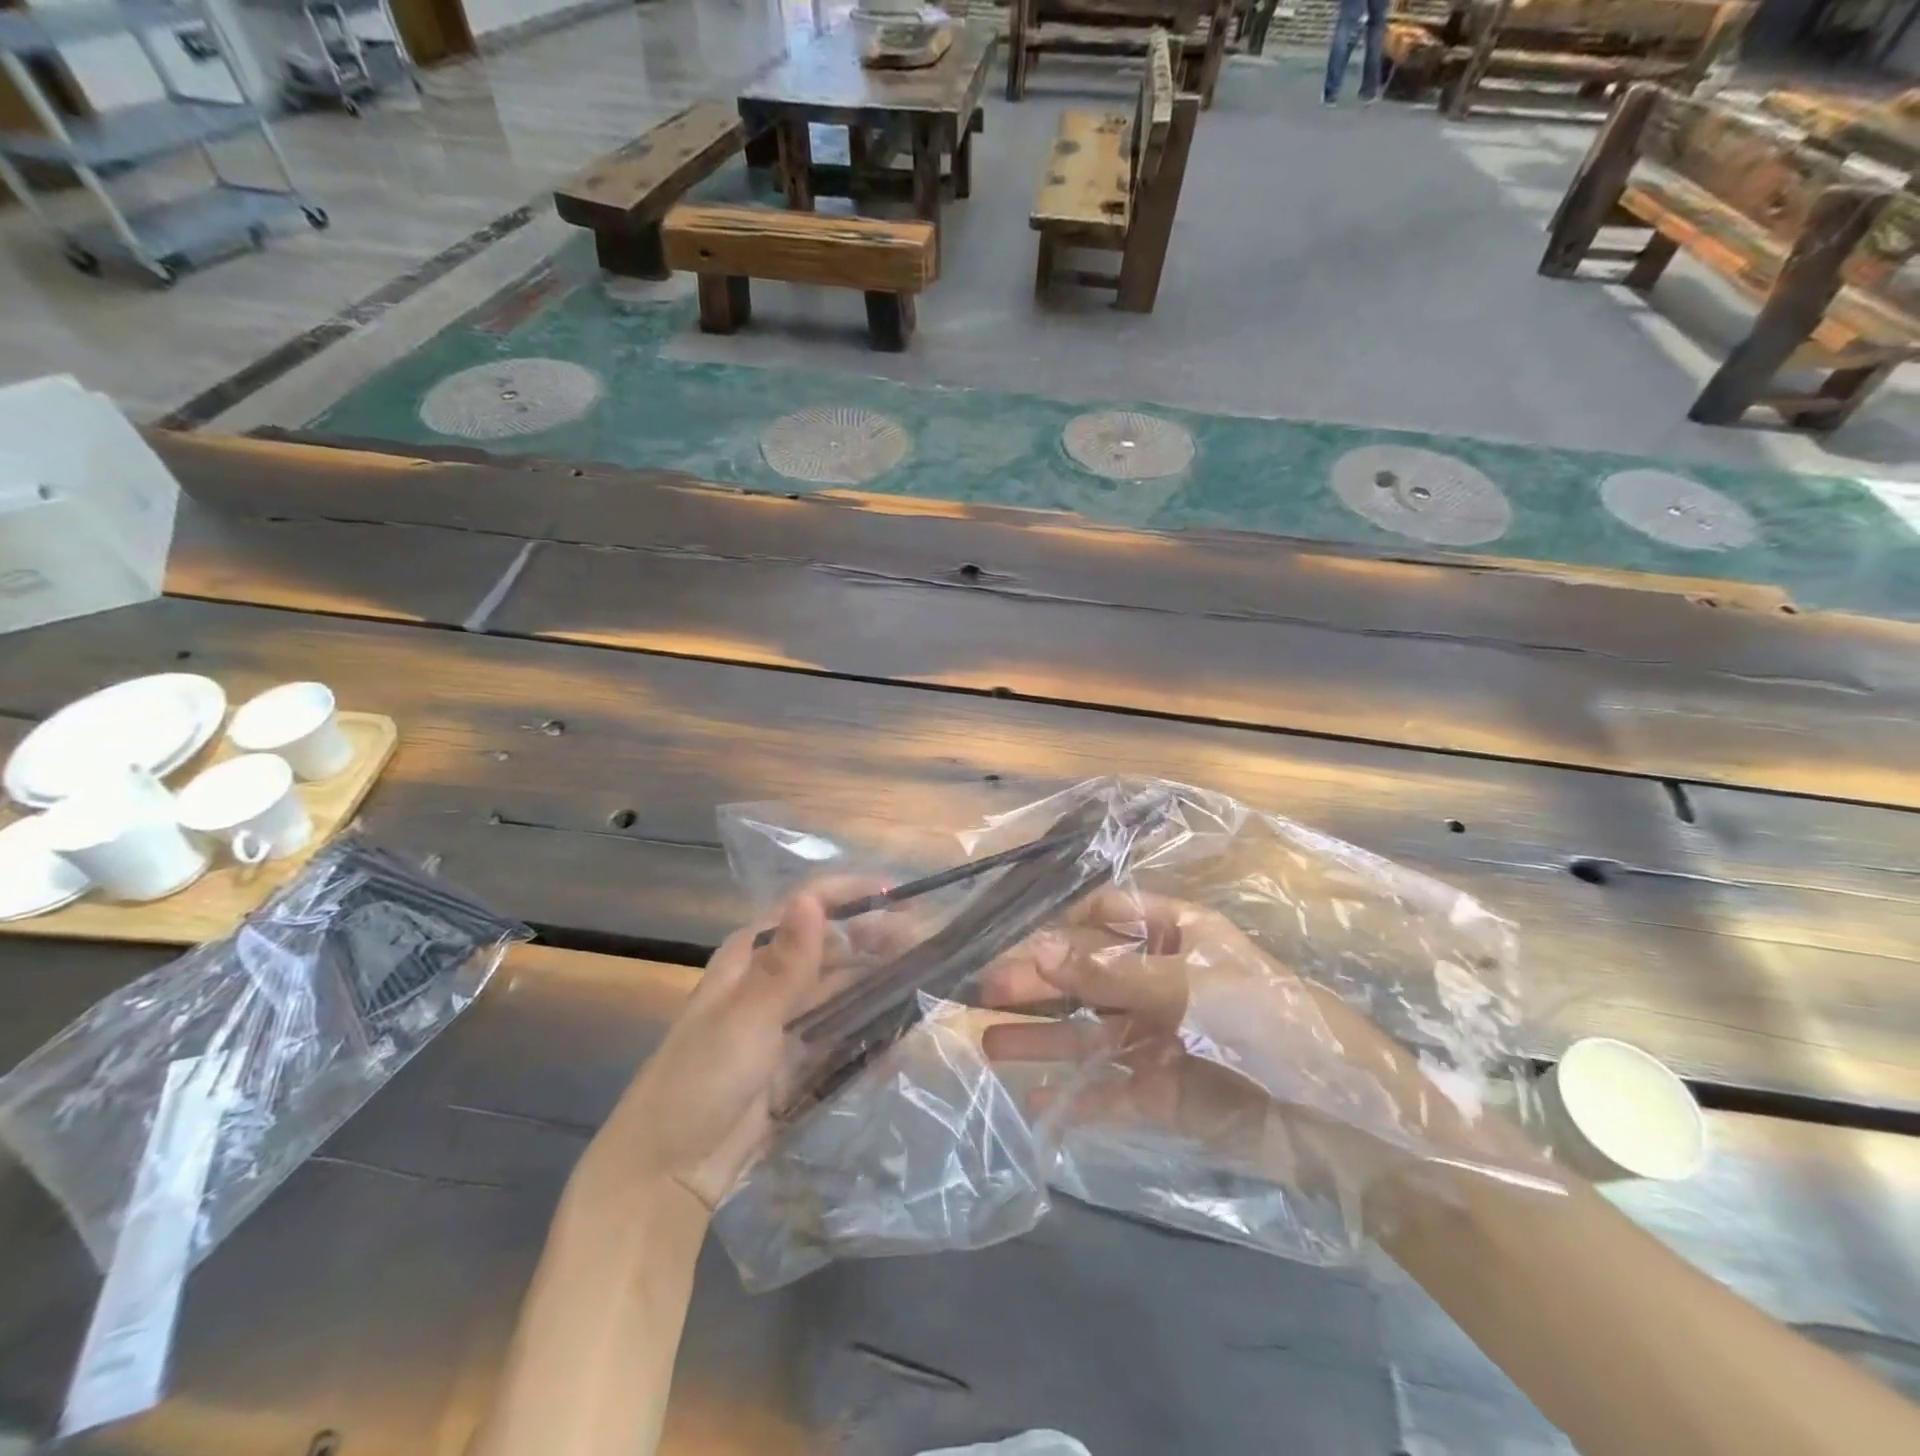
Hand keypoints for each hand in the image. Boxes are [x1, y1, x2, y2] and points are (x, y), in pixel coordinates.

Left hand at [595, 881, 921, 1210]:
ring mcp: (788, 1022)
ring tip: (927, 981)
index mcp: (751, 954)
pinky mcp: (800, 1061)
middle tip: (927, 946)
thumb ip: (787, 962)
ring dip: (880, 983)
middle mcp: (773, 979)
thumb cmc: (699, 1081)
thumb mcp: (745, 1018)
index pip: (808, 906)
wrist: (668, 1174)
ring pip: (844, 990)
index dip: (853, 895)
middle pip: (834, 947)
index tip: (901, 897)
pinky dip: (871, 1031)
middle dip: (877, 941)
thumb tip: (812, 898)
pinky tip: (904, 1032)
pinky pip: (844, 1035)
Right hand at [978, 888, 1463, 1184]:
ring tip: (986, 1043)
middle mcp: (1161, 980)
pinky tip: (1031, 1102)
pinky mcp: (1161, 1093)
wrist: (1346, 1127)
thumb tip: (1038, 949)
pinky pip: (1105, 1090)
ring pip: (1086, 1032)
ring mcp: (1158, 1037)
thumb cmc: (1272, 1026)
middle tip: (985, 994)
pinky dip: (1071, 1097)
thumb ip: (1114, 975)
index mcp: (1177, 936)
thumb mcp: (1193, 987)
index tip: (1021, 946)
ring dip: (1040, 1037)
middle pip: (1087, 974)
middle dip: (1038, 982)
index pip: (1107, 915)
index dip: (1063, 927)